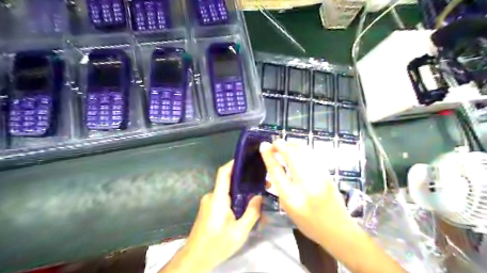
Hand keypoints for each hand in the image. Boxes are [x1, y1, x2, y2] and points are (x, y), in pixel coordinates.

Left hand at [162, 162, 262, 271]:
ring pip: (226, 191)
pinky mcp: (208, 208)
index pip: (223, 173)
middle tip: (259, 182)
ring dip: (239, 192)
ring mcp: (208, 202)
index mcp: (217, 199)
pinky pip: (223, 198)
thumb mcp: (239, 232)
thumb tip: (259, 196)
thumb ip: (251, 213)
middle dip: (242, 180)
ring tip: (254, 195)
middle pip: (227, 181)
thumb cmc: (217, 245)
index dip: (233, 163)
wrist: (195, 258)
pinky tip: (243, 206)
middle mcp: (211, 196)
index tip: (245, 158)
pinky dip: (233, 198)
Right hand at [261, 140, 351, 243]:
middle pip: (291, 155)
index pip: (276, 170)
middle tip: (274, 144)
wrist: (337, 229)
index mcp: (290, 196)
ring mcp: (318, 176)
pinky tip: (298, 151)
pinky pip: (312, 155)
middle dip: (280, 145)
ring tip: (285, 146)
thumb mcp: (287, 208)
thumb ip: (280, 187)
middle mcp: (304, 184)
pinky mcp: (327, 173)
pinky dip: (302, 149)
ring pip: (303, 151)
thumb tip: (275, 167)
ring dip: (291, 145)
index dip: (268, 156)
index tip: (263, 146)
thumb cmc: (308, 222)